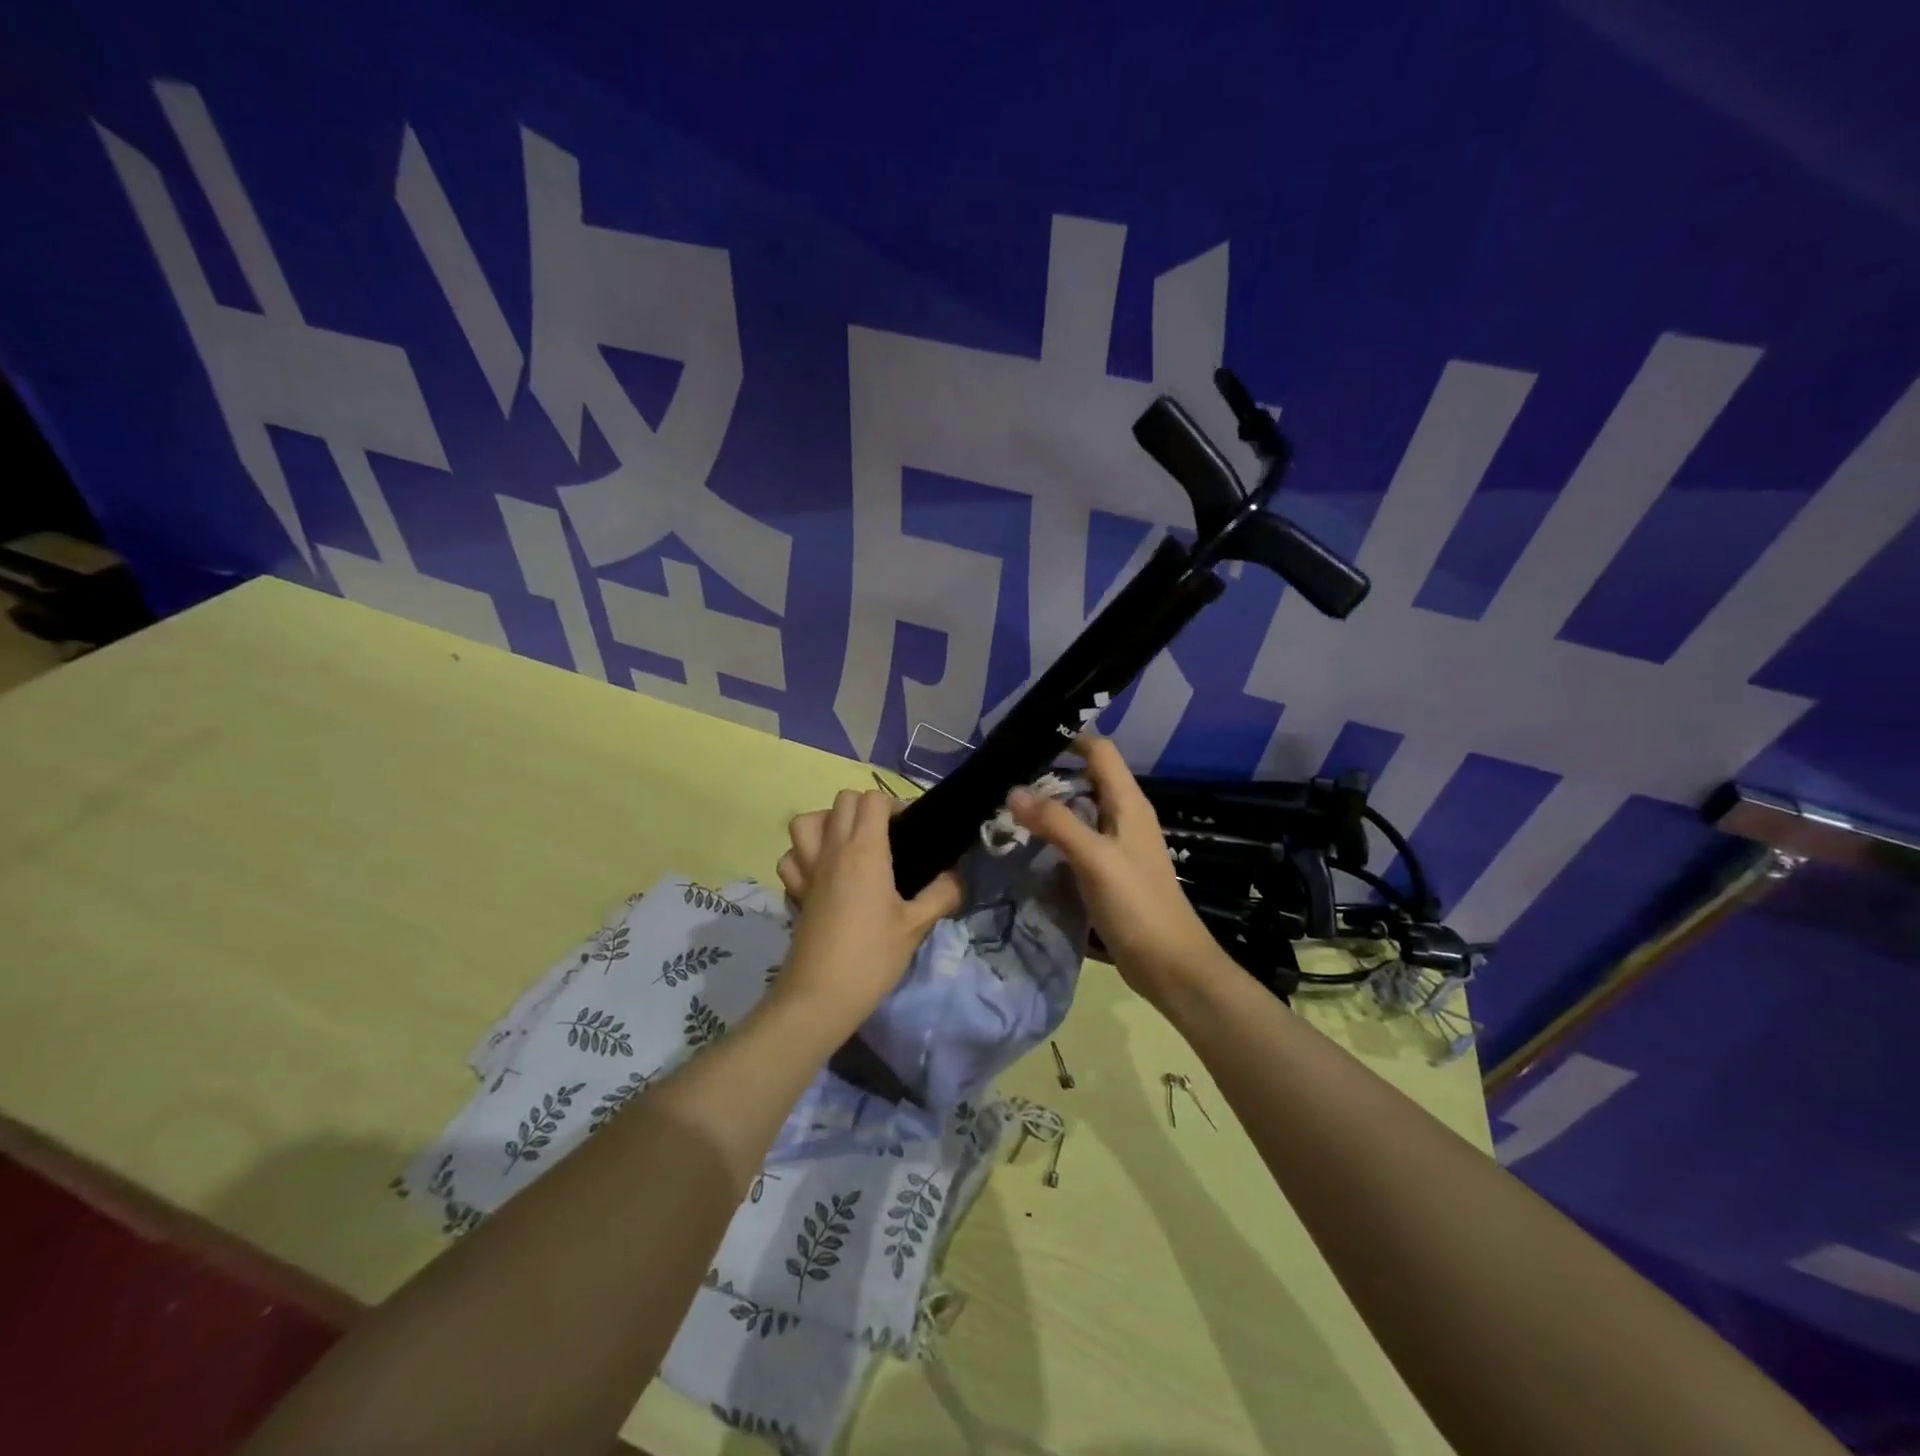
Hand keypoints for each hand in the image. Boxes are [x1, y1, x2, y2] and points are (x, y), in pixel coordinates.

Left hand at [775, 790, 961, 1021]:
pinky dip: (803, 855)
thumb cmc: (872, 957)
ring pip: (806, 821)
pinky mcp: (795, 891)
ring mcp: (808, 869)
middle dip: (866, 807)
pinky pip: (791, 857)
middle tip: (887, 835)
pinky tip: (822, 871)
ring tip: (849, 843)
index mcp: (865, 851)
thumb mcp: (917, 926)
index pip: (873, 800)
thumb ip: (942, 894)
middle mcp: (833, 850)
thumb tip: (955, 877)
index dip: (894, 805)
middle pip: (843, 800)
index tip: (909, 830)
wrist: (820, 996)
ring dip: (828, 822)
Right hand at [1008, 735, 1228, 1009]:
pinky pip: (1079, 840)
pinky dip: (1056, 835)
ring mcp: (1118, 845)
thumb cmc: (1137, 904)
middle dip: (1050, 773)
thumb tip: (1013, 791)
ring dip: (1050, 806)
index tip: (1026, 740)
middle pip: (1087, 778)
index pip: (1100, 751)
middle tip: (1005, 777)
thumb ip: (1056, 822)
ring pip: (1081, 810)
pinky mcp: (1110, 871)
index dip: (1069, 740)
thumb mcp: (1094, 858)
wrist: (1169, 964)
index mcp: (1128, 803)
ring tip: (1008, 808)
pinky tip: (1030, 845)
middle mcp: (1125, 816)